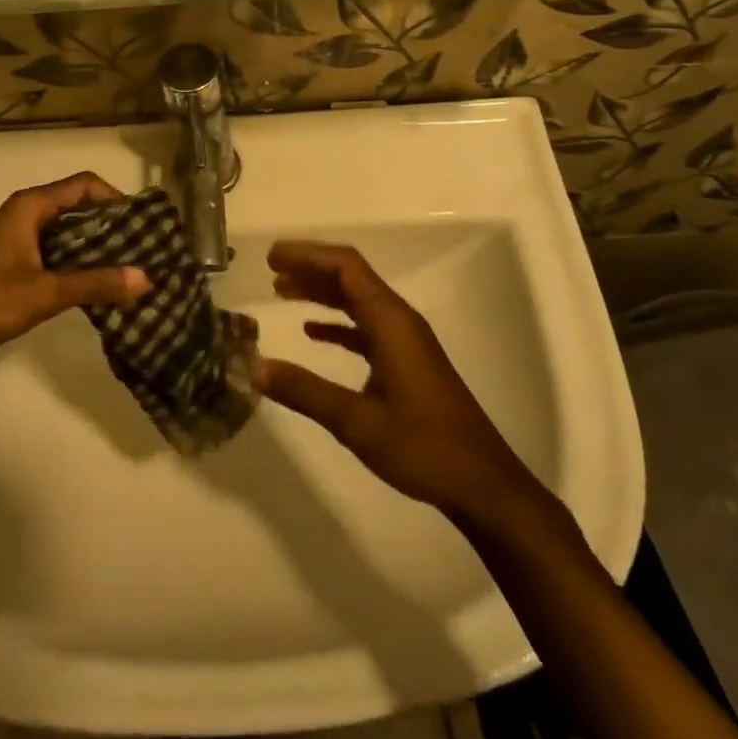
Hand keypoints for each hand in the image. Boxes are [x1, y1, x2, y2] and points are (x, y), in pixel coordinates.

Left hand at [0, 172, 147, 375]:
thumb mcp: (44, 292)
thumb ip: (95, 284)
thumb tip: (146, 277)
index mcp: (30, 207)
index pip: (85, 185)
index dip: (117, 199)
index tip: (143, 224)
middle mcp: (24, 216)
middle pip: (78, 209)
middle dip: (111, 227)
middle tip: (144, 251)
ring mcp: (16, 242)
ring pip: (66, 236)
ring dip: (95, 251)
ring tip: (128, 272)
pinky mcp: (11, 268)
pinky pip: (53, 258)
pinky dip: (76, 268)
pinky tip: (96, 291)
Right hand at [257, 241, 541, 522]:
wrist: (482, 482)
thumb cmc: (422, 447)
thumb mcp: (356, 422)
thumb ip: (305, 392)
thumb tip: (255, 368)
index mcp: (390, 322)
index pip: (346, 267)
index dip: (308, 255)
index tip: (272, 257)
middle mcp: (399, 320)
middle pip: (351, 276)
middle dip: (311, 267)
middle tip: (271, 269)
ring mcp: (406, 340)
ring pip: (358, 299)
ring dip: (322, 292)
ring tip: (282, 291)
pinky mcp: (408, 360)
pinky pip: (367, 326)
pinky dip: (338, 323)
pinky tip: (313, 332)